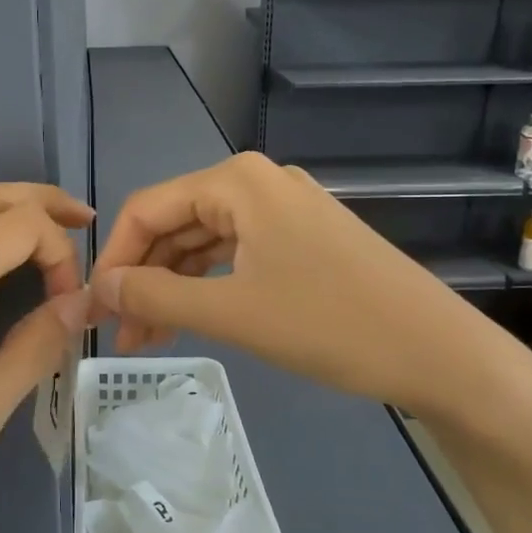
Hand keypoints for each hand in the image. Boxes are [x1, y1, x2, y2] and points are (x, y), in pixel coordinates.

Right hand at [90, 152, 514, 412]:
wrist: (437, 351)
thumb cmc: (329, 324)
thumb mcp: (232, 313)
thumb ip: (156, 297)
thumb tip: (99, 290)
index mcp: (236, 181)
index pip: (147, 208)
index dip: (114, 258)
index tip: (94, 308)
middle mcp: (257, 181)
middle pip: (175, 222)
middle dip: (143, 277)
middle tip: (121, 335)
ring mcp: (284, 207)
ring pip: (205, 241)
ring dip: (173, 286)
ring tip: (149, 339)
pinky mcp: (303, 236)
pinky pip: (237, 252)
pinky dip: (209, 284)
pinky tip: (191, 318)